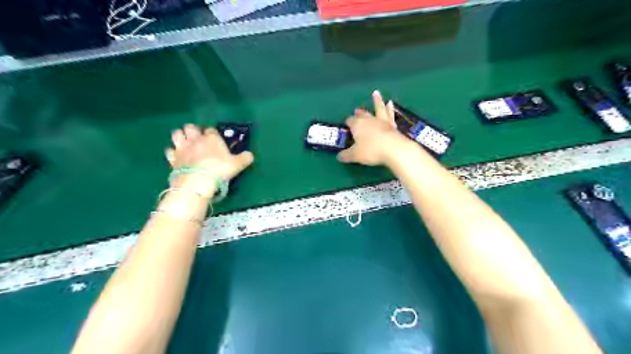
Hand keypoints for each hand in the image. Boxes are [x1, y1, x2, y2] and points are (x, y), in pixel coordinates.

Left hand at [165, 125, 252, 188]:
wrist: (198, 181)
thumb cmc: (220, 169)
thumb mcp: (238, 164)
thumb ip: (245, 158)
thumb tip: (250, 155)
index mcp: (211, 138)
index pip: (211, 129)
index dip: (212, 133)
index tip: (215, 139)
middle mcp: (195, 139)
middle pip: (190, 127)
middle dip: (193, 130)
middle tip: (198, 139)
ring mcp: (182, 147)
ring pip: (176, 134)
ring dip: (180, 136)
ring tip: (185, 143)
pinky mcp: (172, 158)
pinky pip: (169, 150)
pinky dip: (173, 152)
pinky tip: (177, 156)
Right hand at [335, 90, 409, 164]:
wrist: (393, 149)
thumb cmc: (371, 151)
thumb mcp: (355, 155)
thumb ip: (346, 155)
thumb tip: (339, 156)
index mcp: (357, 125)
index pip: (350, 121)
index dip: (348, 122)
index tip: (346, 125)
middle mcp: (369, 120)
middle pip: (363, 114)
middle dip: (359, 112)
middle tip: (357, 110)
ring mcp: (382, 121)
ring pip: (378, 108)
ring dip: (377, 101)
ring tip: (376, 93)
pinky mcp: (392, 125)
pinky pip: (390, 114)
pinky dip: (390, 109)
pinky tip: (390, 104)